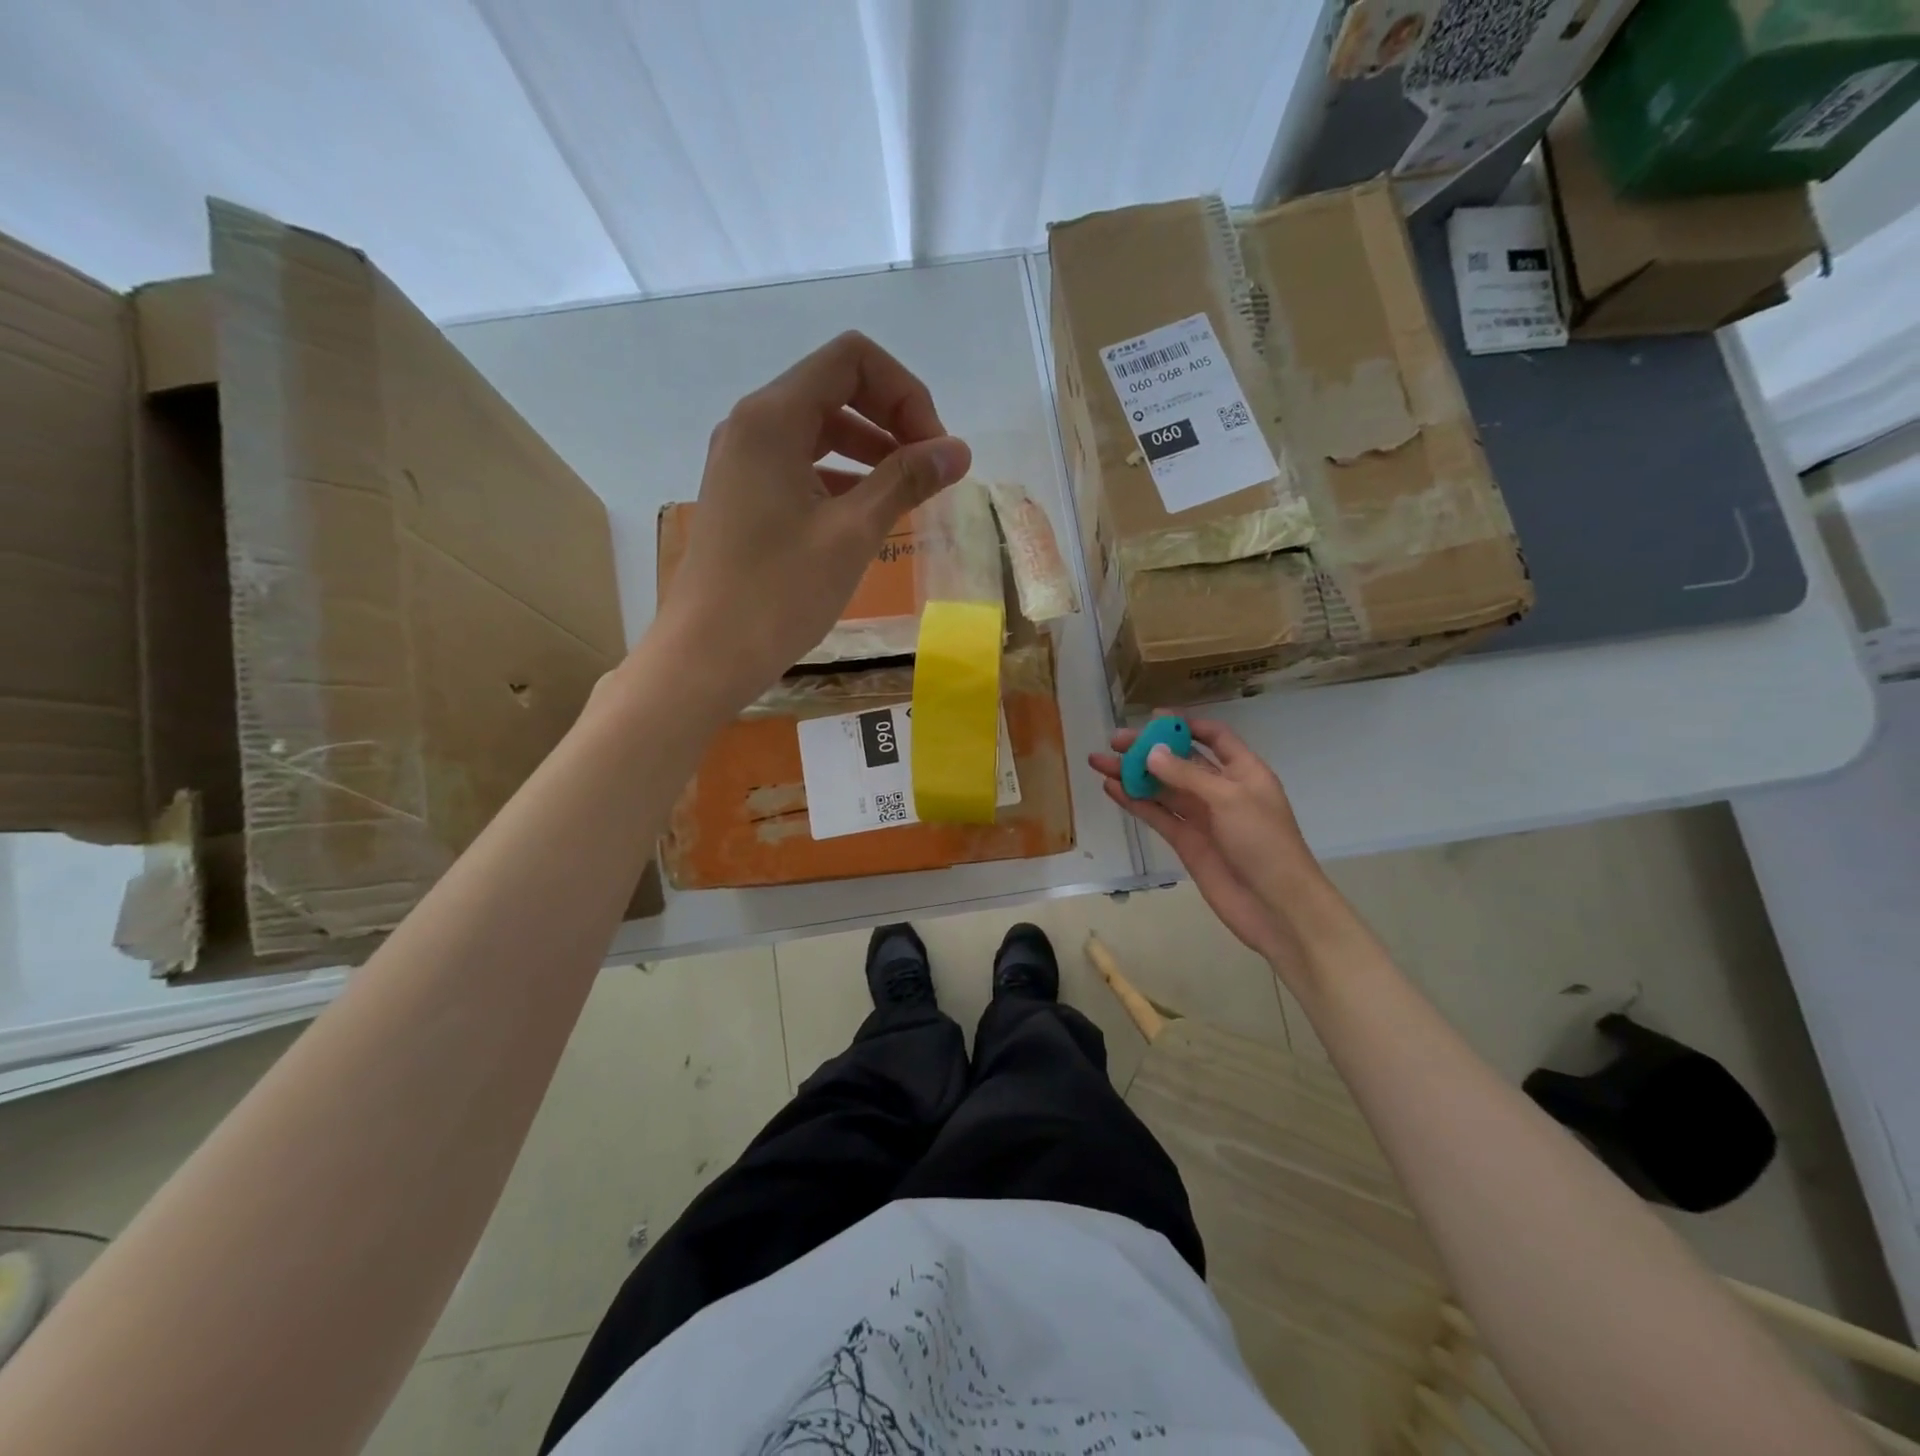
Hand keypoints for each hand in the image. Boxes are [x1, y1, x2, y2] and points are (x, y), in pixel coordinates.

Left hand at [652, 331, 971, 712]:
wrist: (708, 654)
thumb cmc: (780, 592)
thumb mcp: (852, 533)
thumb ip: (906, 481)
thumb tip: (959, 450)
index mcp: (773, 418)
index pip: (853, 360)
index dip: (906, 393)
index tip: (933, 450)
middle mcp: (752, 425)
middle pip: (836, 388)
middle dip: (892, 419)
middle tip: (928, 472)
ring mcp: (742, 460)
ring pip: (818, 429)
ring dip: (869, 450)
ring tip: (906, 494)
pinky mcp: (742, 495)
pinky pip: (800, 464)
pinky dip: (840, 476)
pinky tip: (866, 514)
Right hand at [1089, 719, 1332, 971]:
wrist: (1276, 906)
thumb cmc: (1264, 843)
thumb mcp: (1229, 799)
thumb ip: (1187, 775)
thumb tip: (1151, 753)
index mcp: (1244, 771)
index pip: (1214, 738)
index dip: (1186, 726)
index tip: (1153, 718)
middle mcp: (1221, 790)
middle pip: (1180, 761)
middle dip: (1149, 750)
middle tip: (1115, 741)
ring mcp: (1202, 817)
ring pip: (1162, 788)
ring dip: (1134, 774)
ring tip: (1099, 762)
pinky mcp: (1186, 842)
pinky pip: (1158, 815)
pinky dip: (1135, 801)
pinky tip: (1112, 789)